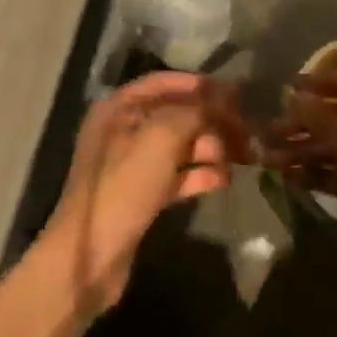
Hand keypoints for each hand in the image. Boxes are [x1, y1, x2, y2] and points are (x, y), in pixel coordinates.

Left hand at [40, 73, 249, 315]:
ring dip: (210, 148)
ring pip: (179, 146)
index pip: (162, 83)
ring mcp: (132, 164)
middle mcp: (123, 130)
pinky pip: (176, 176)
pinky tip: (225, 181)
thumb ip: (193, 113)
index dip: (197, 85)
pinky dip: (199, 175)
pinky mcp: (141, 195)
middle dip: (210, 120)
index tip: (233, 92)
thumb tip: (221, 101)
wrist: (91, 253)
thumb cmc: (123, 185)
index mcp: (118, 108)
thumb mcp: (160, 139)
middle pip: (174, 115)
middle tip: (246, 129)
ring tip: (242, 156)